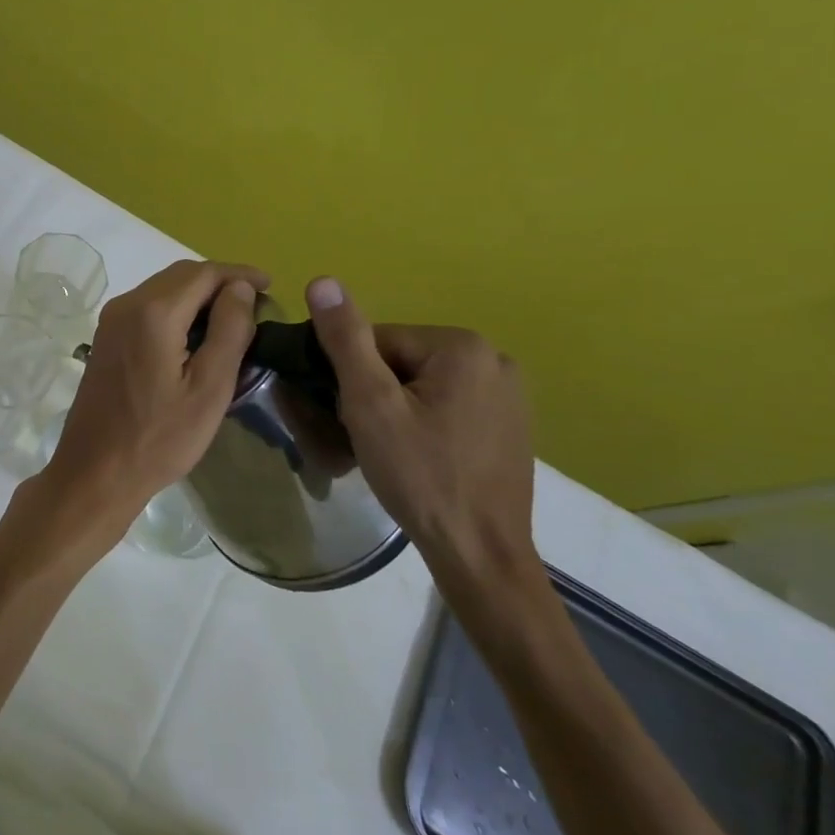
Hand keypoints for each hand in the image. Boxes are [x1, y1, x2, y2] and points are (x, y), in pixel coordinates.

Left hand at [5, 259, 267, 572]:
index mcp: (153, 313)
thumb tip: (240, 287)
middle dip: (220, 282)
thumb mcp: (209, 388)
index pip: (204, 273)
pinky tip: (196, 334)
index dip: (240, 274)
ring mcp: (111, 321)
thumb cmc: (159, 438)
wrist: (96, 473)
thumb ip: (229, 330)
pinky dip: (176, 309)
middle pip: (180, 275)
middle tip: (255, 304)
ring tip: (232, 318)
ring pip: (162, 289)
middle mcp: (126, 305)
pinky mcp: (106, 338)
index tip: (270, 287)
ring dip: (198, 295)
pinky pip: (147, 307)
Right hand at [303, 277, 541, 603]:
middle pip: (402, 361)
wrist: (480, 553)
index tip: (348, 416)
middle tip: (367, 439)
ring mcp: (510, 394)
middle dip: (376, 393)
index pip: (378, 340)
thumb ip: (346, 340)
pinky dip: (427, 423)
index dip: (352, 377)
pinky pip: (450, 406)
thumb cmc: (420, 475)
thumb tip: (322, 281)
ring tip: (392, 452)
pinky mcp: (511, 425)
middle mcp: (495, 358)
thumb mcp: (370, 404)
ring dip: (399, 409)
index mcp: (462, 346)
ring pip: (425, 385)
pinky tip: (422, 458)